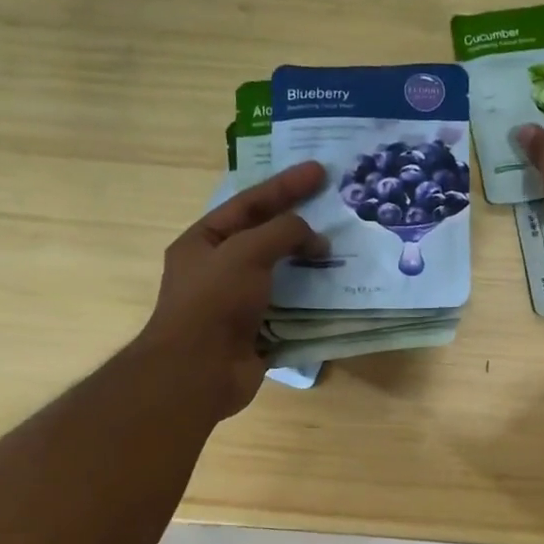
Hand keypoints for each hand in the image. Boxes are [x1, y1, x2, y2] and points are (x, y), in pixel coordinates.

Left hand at [140, 161, 327, 419]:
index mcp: (205, 242)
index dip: (284, 186)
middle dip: (300, 224)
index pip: (248, 203)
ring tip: (344, 251)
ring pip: (282, 275)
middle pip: (266, 237)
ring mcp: (239, 303)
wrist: (199, 371)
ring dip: (310, 265)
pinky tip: (336, 293)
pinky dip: (312, 301)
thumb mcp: (246, 252)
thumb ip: (282, 233)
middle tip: (336, 210)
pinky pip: (291, 309)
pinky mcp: (258, 332)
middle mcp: (220, 269)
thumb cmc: (214, 303)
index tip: (320, 172)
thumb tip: (316, 240)